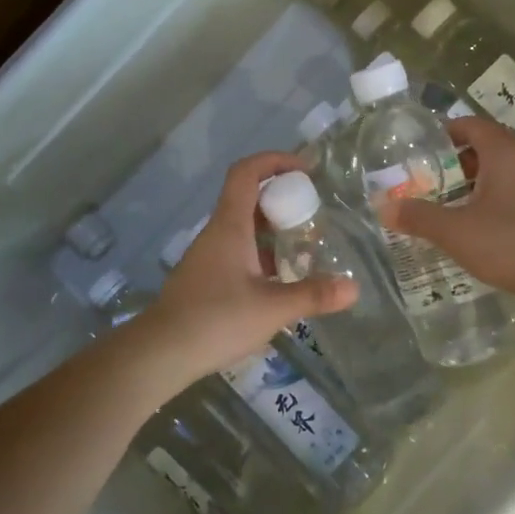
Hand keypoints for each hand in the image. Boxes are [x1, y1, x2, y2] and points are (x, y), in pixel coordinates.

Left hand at [146, 152, 356, 379]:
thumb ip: (314, 295)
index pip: (247, 172)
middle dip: (282, 198)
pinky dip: (261, 253)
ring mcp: (208, 255)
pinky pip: (237, 250)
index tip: (306, 169)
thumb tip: (354, 288)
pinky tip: (280, 279)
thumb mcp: (272, 308)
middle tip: (313, 214)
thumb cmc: (216, 320)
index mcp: (230, 226)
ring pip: (243, 227)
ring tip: (304, 246)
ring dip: (272, 229)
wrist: (160, 353)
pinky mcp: (205, 278)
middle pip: (248, 197)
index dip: (275, 160)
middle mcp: (217, 233)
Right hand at [379, 116, 514, 301]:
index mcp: (504, 152)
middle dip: (458, 160)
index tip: (422, 148)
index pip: (471, 125)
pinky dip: (498, 195)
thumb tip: (383, 208)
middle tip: (431, 179)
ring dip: (478, 179)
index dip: (445, 132)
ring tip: (453, 202)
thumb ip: (417, 217)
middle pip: (488, 145)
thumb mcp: (454, 231)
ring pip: (505, 169)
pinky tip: (484, 222)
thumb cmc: (508, 242)